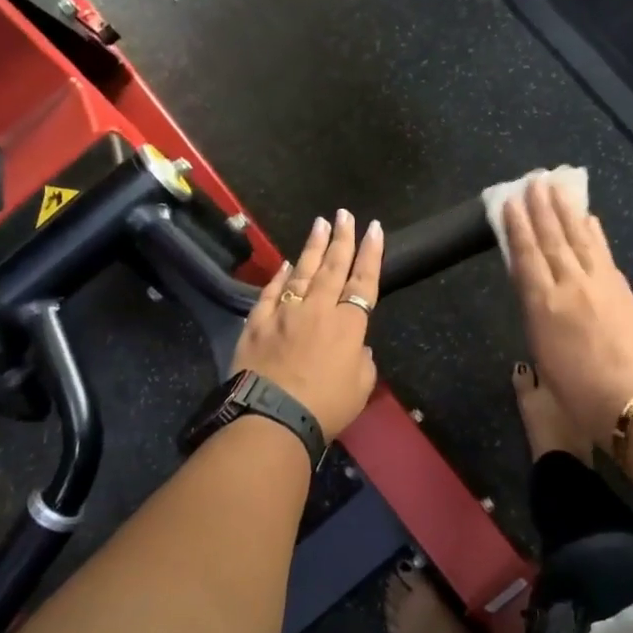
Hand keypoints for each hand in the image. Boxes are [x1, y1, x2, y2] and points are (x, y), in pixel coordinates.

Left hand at [232, 210, 382, 439]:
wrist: (272, 418)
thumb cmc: (325, 407)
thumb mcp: (360, 388)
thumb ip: (362, 361)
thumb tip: (357, 346)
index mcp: (348, 325)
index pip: (363, 281)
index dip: (371, 253)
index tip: (375, 229)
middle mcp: (318, 309)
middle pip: (333, 267)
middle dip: (342, 238)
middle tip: (345, 215)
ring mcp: (285, 313)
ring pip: (302, 272)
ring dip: (313, 246)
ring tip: (320, 223)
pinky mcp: (257, 322)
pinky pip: (271, 292)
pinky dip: (280, 276)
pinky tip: (287, 264)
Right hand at [504, 178, 632, 444]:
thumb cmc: (577, 395)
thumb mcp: (542, 359)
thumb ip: (537, 321)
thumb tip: (537, 297)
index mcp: (542, 305)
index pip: (526, 256)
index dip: (517, 227)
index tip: (511, 202)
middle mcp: (569, 286)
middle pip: (552, 239)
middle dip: (541, 208)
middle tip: (534, 180)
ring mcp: (600, 285)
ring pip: (579, 239)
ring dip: (567, 211)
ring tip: (558, 188)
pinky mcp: (623, 290)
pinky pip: (603, 254)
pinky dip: (594, 234)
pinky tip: (590, 220)